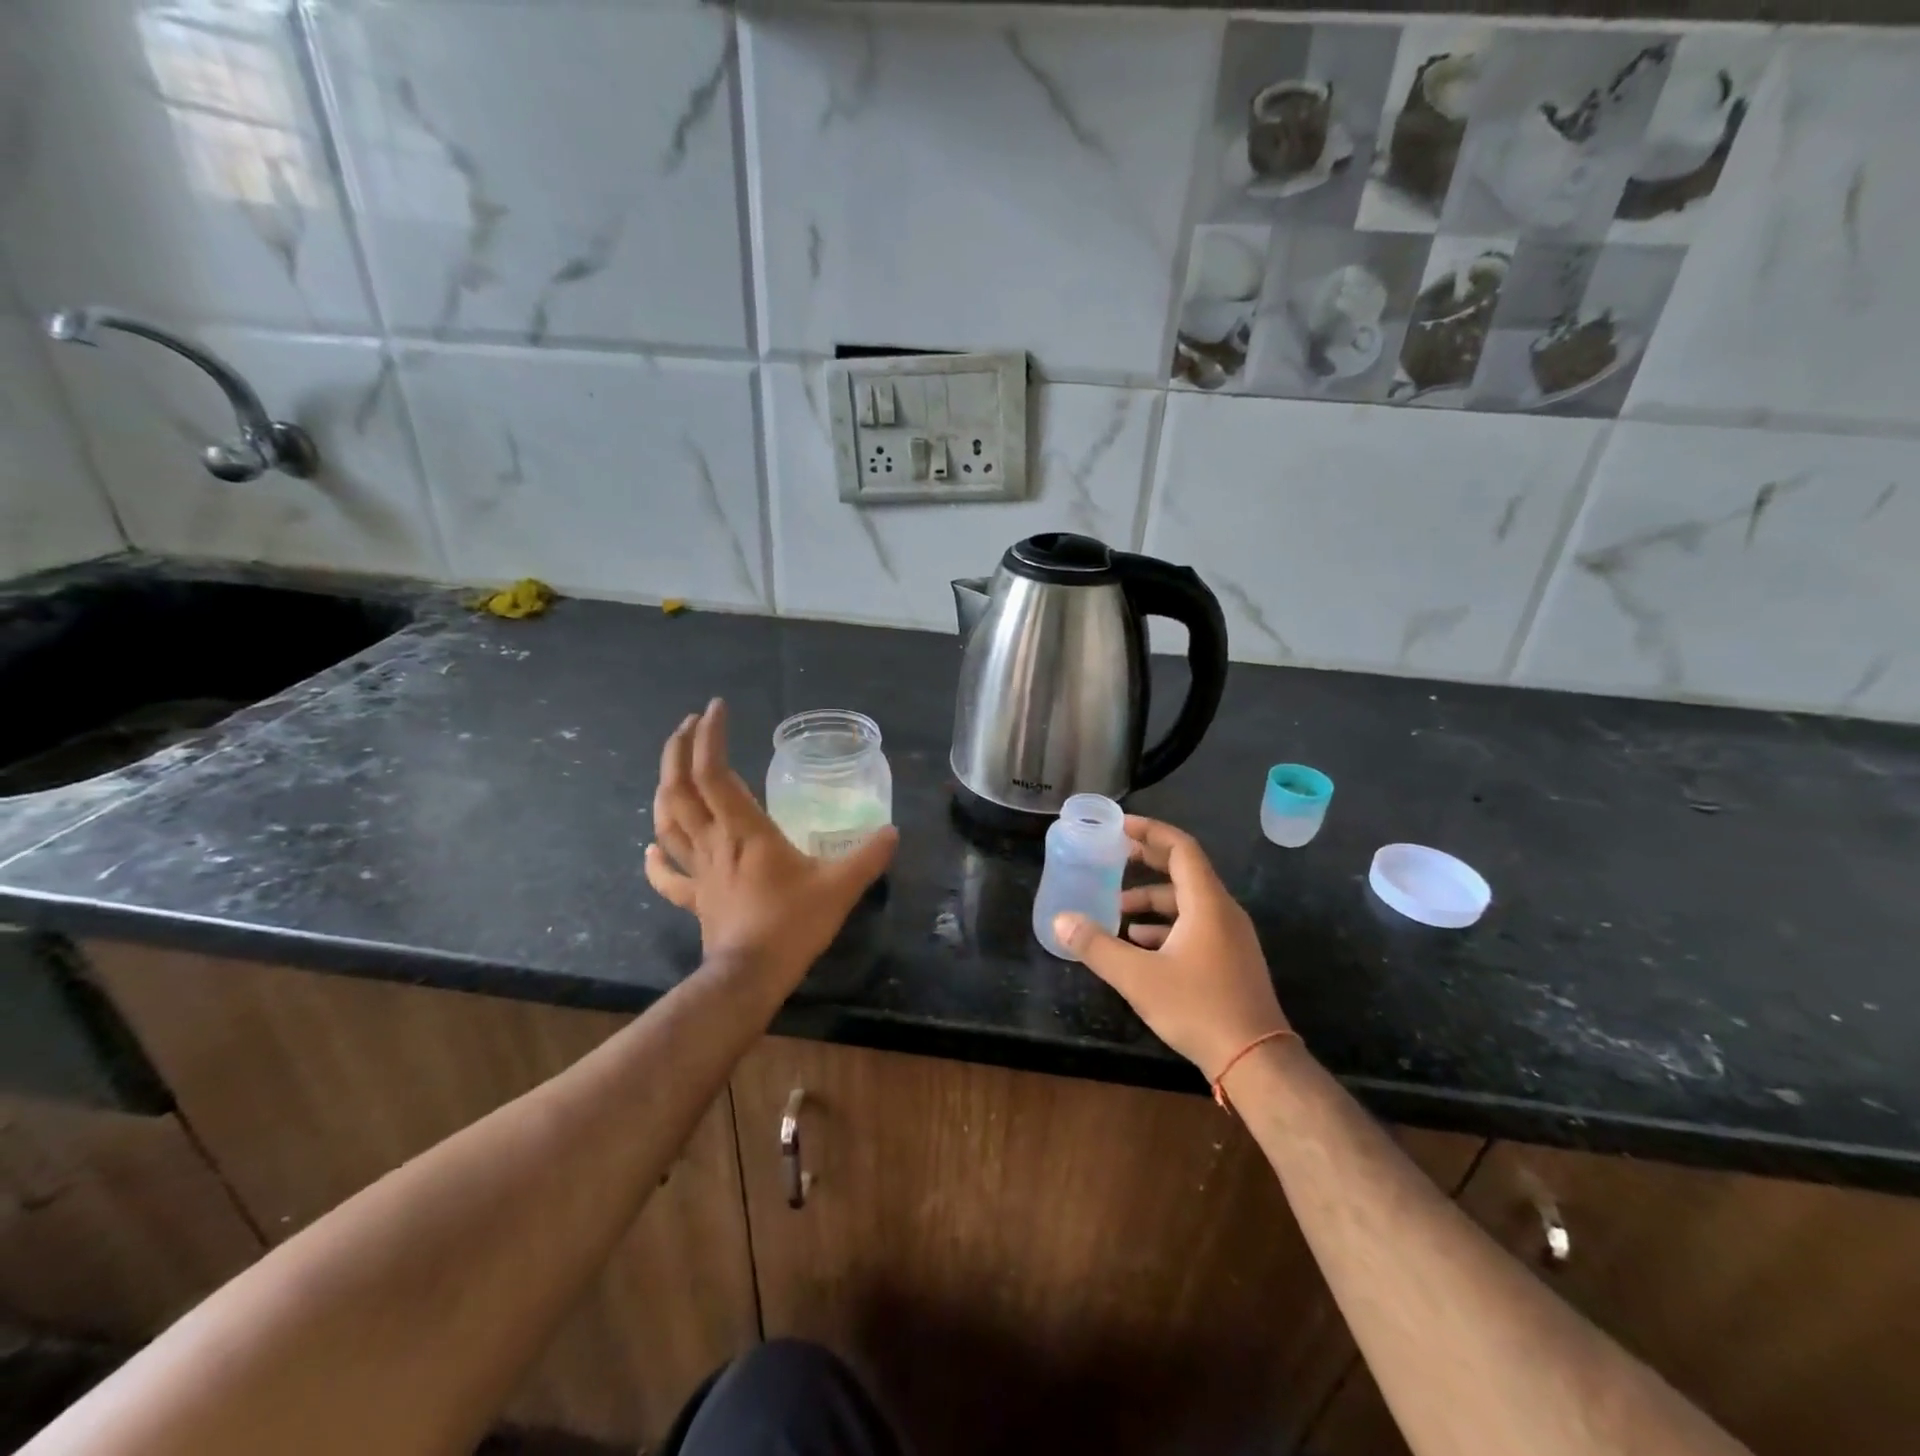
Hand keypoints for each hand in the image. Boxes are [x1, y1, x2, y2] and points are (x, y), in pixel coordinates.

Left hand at [645, 699, 896, 990]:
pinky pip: (668, 875)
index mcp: (744, 830)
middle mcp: (714, 842)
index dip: (710, 736)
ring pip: (667, 823)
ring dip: (665, 789)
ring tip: (673, 768)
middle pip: (679, 788)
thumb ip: (868, 856)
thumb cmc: (792, 924)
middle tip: (689, 724)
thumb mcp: (840, 887)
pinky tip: (653, 846)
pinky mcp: (696, 898)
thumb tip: (893, 832)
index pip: (715, 772)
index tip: (716, 708)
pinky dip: (657, 857)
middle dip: (678, 750)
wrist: (751, 977)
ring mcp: (699, 870)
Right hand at [1053, 816, 1288, 1080]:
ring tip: (1116, 911)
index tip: (1120, 827)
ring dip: (1151, 901)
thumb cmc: (1198, 1008)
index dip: (1150, 832)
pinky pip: (1195, 926)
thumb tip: (1061, 920)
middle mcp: (1223, 911)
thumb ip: (1097, 946)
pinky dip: (1165, 926)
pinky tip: (1139, 944)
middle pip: (1184, 870)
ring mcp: (1230, 936)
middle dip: (1147, 861)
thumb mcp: (1138, 977)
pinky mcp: (1229, 959)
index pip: (1180, 848)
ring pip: (1187, 903)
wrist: (1255, 1061)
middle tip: (1113, 857)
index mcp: (1207, 903)